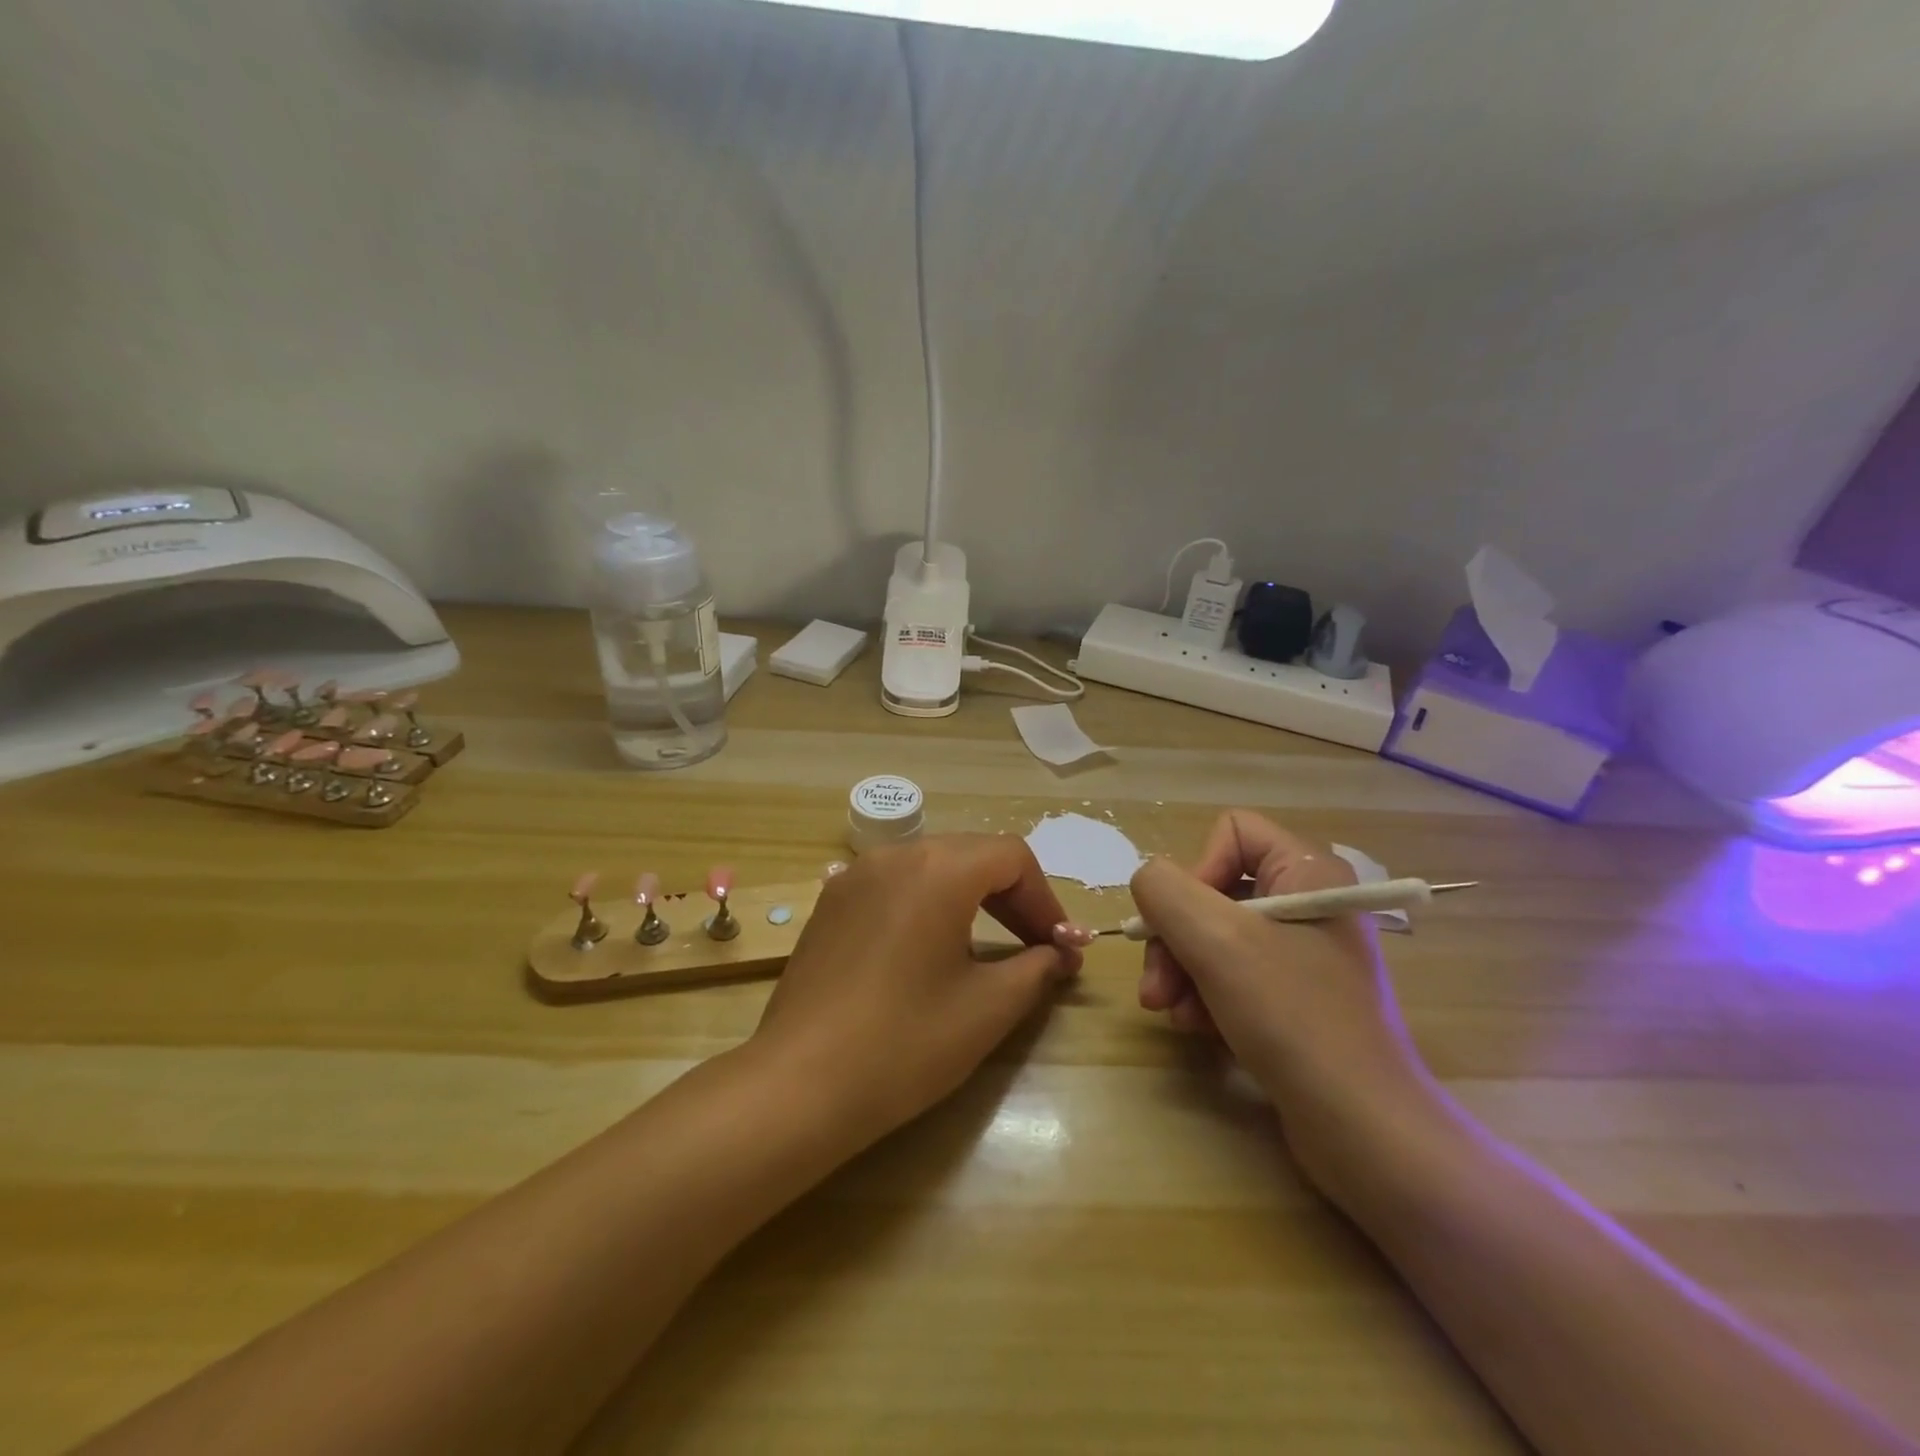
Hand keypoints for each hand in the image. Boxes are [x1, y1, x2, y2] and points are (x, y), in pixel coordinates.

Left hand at [749, 835, 1079, 1143]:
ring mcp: (855, 876)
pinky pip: (894, 885)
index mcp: (938, 869)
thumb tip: (1061, 954)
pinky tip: (926, 950)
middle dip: (1011, 896)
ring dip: (969, 897)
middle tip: (1033, 946)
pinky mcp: (830, 903)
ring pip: (931, 866)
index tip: (1059, 946)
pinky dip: (926, 904)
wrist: (800, 1084)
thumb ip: (1037, 968)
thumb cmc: (905, 1043)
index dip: (1045, 899)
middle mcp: (894, 856)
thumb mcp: (988, 1008)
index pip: (1012, 857)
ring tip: (986, 948)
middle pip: (972, 854)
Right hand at [1129, 812, 1431, 1177]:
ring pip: (1215, 937)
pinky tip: (1198, 1030)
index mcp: (1307, 872)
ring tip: (1174, 1015)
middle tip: (1156, 989)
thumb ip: (1164, 891)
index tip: (1183, 922)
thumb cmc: (1294, 1018)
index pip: (1231, 831)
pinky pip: (1233, 976)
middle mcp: (1308, 903)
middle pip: (1214, 891)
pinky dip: (1206, 998)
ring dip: (1183, 973)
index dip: (1196, 869)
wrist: (1365, 1132)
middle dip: (1176, 938)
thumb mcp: (1217, 941)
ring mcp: (1304, 954)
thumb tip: (1148, 882)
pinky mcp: (1296, 998)